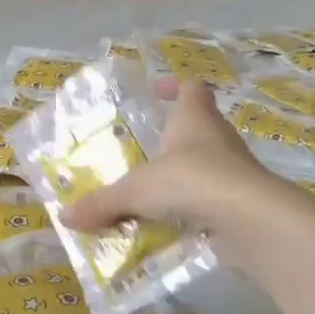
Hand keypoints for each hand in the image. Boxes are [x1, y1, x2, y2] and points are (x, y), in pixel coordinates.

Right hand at [60, 79, 285, 256]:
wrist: (249, 219)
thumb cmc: (190, 180)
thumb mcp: (135, 191)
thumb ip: (102, 203)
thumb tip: (64, 217)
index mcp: (194, 118)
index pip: (190, 88)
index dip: (174, 87)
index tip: (155, 93)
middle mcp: (218, 137)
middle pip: (199, 126)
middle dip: (174, 138)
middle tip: (145, 151)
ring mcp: (236, 170)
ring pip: (208, 165)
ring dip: (185, 177)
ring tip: (153, 195)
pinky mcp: (244, 202)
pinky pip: (214, 199)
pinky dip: (195, 209)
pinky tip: (173, 227)